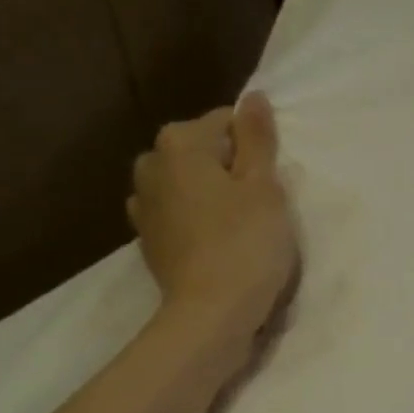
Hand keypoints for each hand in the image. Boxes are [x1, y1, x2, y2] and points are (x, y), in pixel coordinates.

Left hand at [128, 92, 298, 356]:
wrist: (210, 315)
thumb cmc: (245, 244)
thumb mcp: (264, 186)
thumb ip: (257, 138)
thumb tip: (253, 97)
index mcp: (179, 143)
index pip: (226, 123)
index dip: (254, 150)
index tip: (269, 183)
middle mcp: (151, 166)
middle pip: (202, 153)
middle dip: (229, 171)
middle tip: (257, 207)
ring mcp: (143, 206)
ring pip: (188, 186)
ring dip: (211, 197)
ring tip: (237, 229)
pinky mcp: (148, 242)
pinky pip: (178, 216)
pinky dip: (196, 223)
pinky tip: (215, 246)